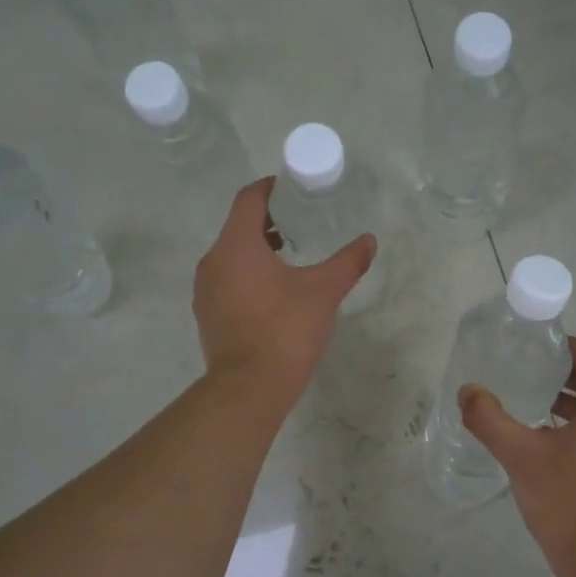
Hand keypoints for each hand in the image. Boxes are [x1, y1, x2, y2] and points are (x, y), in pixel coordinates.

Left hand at [194, 177, 375, 405]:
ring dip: (259, 249)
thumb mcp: (324, 292)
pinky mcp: (208, 314)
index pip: (249, 199)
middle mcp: (213, 261)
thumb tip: (369, 241)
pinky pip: (228, 279)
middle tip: (302, 222)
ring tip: (292, 256)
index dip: (272, 188)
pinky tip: (275, 291)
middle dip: (270, 220)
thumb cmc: (286, 331)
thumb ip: (347, 262)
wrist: (249, 388)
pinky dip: (249, 273)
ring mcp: (206, 290)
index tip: (295, 189)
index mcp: (236, 245)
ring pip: (232, 255)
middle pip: (239, 226)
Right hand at [460, 338, 575, 573]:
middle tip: (525, 376)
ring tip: (535, 410)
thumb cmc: (567, 504)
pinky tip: (557, 448)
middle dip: (563, 377)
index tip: (532, 347)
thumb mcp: (521, 457)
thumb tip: (468, 391)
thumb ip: (490, 419)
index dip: (562, 346)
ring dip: (574, 406)